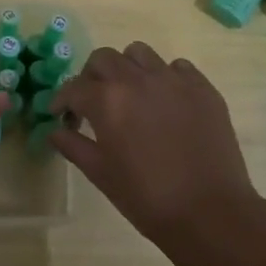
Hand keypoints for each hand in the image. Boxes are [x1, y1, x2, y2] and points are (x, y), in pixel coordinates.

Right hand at [50, 43, 265, 265]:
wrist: (210, 212)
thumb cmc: (147, 198)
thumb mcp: (101, 175)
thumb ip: (74, 146)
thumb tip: (55, 131)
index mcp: (107, 100)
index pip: (73, 87)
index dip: (62, 101)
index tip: (60, 115)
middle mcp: (137, 79)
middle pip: (103, 58)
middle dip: (91, 77)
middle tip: (93, 102)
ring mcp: (173, 80)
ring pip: (139, 53)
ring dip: (127, 68)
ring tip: (130, 94)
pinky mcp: (202, 88)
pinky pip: (177, 67)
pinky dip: (164, 77)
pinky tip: (165, 102)